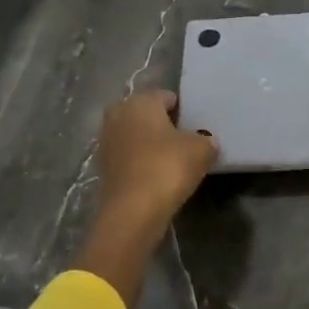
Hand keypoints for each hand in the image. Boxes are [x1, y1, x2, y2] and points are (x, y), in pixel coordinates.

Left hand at [93, 89, 218, 232]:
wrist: (133, 212)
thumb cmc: (168, 168)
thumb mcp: (202, 150)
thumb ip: (206, 140)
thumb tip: (206, 141)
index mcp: (140, 101)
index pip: (166, 97)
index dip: (184, 111)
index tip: (197, 128)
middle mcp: (117, 115)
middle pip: (147, 115)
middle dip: (164, 125)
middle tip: (185, 142)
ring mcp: (106, 142)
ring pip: (136, 136)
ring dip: (151, 145)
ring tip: (173, 161)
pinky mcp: (102, 168)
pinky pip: (129, 157)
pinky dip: (141, 163)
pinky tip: (158, 177)